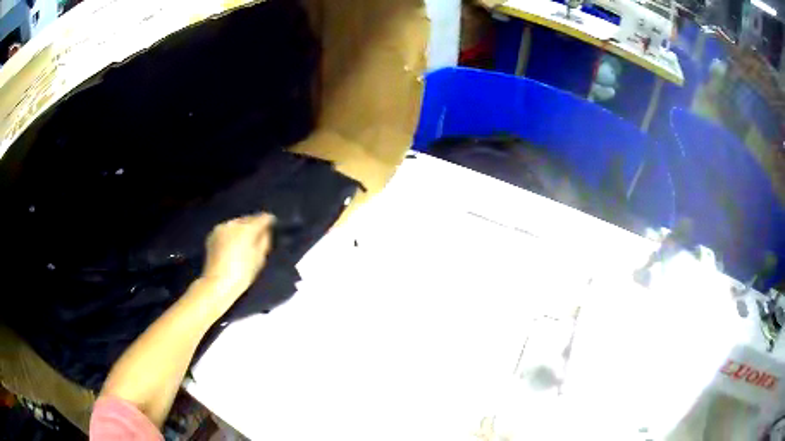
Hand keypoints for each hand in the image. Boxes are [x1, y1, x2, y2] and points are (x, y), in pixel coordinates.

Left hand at [202, 213, 275, 297]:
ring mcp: (220, 228)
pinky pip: (226, 230)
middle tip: (260, 232)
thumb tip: (265, 231)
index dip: (269, 220)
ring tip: (246, 238)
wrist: (217, 283)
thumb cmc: (242, 273)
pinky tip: (233, 243)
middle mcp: (233, 224)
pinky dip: (231, 233)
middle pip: (247, 219)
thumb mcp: (260, 259)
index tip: (273, 223)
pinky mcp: (212, 235)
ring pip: (236, 223)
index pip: (262, 218)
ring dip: (242, 228)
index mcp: (247, 229)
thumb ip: (264, 241)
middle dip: (254, 223)